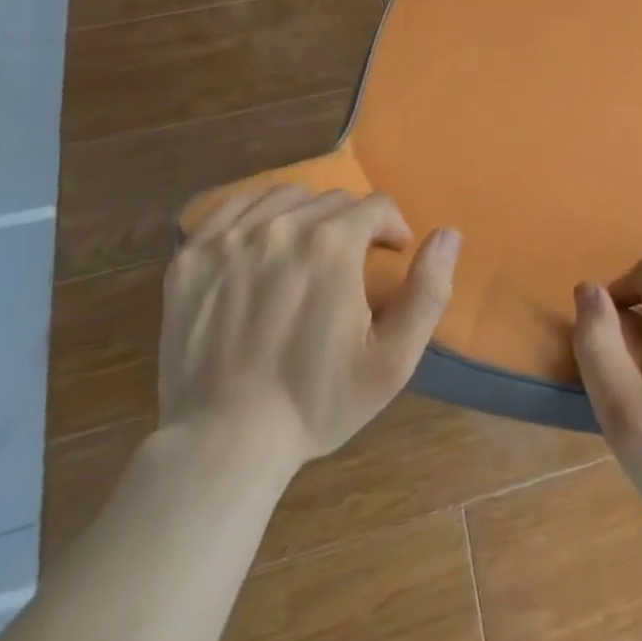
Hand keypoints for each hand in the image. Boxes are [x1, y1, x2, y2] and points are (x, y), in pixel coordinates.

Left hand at [158, 184, 458, 473]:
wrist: (224, 444)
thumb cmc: (316, 403)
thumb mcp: (392, 360)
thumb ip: (429, 290)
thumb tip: (449, 233)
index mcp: (333, 243)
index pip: (377, 206)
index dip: (392, 229)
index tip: (390, 257)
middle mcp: (283, 225)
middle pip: (333, 199)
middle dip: (352, 225)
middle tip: (349, 266)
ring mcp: (231, 237)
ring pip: (286, 196)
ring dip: (307, 215)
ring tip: (306, 252)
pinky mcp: (193, 255)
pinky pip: (234, 207)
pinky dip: (256, 215)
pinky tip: (261, 244)